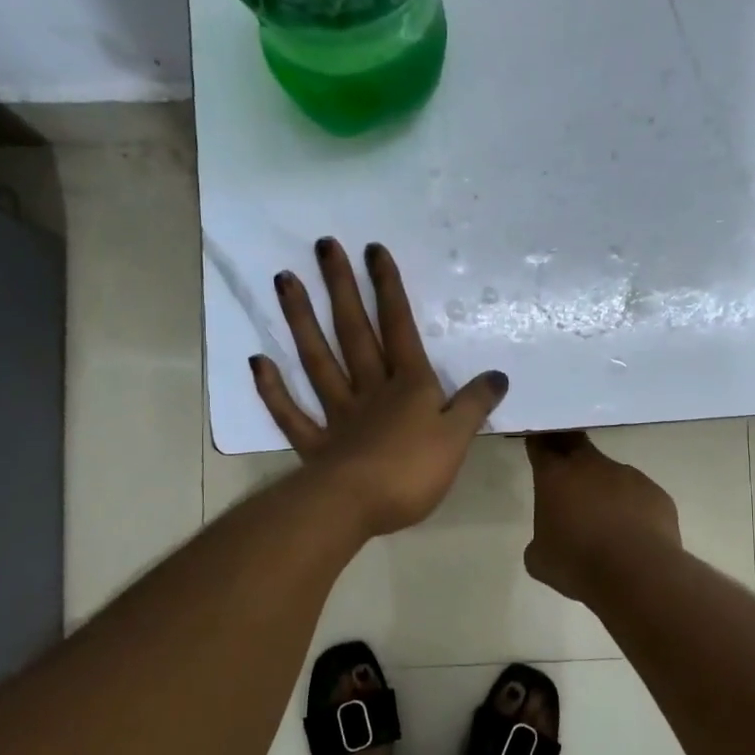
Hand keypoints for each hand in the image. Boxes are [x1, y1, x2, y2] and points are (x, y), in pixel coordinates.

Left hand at [252, 239, 508, 538]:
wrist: (358, 507)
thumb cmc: (413, 471)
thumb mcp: (458, 437)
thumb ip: (475, 404)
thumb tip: (498, 375)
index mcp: (408, 386)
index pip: (399, 327)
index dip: (388, 288)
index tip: (373, 249)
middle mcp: (370, 389)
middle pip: (354, 332)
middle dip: (341, 288)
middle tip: (324, 247)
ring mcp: (337, 414)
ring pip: (318, 360)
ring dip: (301, 320)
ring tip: (283, 280)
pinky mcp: (316, 444)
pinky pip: (291, 412)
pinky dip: (273, 389)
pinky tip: (256, 361)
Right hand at [523, 432, 681, 601]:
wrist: (637, 575)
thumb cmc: (577, 564)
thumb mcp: (539, 558)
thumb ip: (541, 538)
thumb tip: (551, 538)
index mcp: (555, 476)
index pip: (541, 443)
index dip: (539, 441)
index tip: (538, 442)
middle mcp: (591, 465)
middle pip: (576, 442)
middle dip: (569, 449)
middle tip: (566, 470)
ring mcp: (628, 476)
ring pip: (611, 474)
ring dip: (604, 490)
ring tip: (606, 524)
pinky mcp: (656, 493)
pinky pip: (638, 496)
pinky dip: (632, 509)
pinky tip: (632, 536)